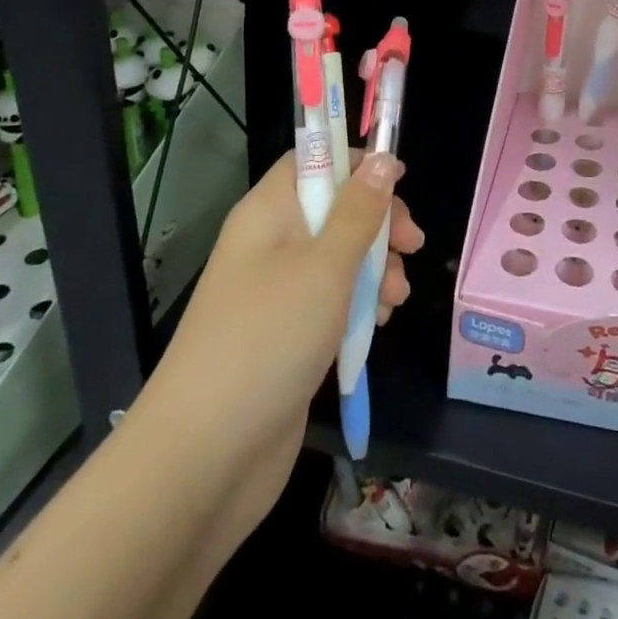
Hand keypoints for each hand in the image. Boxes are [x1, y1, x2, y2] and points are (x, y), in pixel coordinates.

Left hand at [155, 151, 422, 547]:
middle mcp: (271, 244)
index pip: (312, 160)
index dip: (356, 161)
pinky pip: (333, 301)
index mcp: (268, 213)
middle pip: (334, 208)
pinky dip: (360, 306)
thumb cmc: (268, 339)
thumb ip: (359, 211)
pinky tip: (379, 325)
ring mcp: (278, 293)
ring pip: (340, 257)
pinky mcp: (288, 335)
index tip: (400, 178)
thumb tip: (384, 159)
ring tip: (395, 300)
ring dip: (376, 269)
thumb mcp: (325, 267)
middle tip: (412, 245)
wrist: (204, 459)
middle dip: (378, 223)